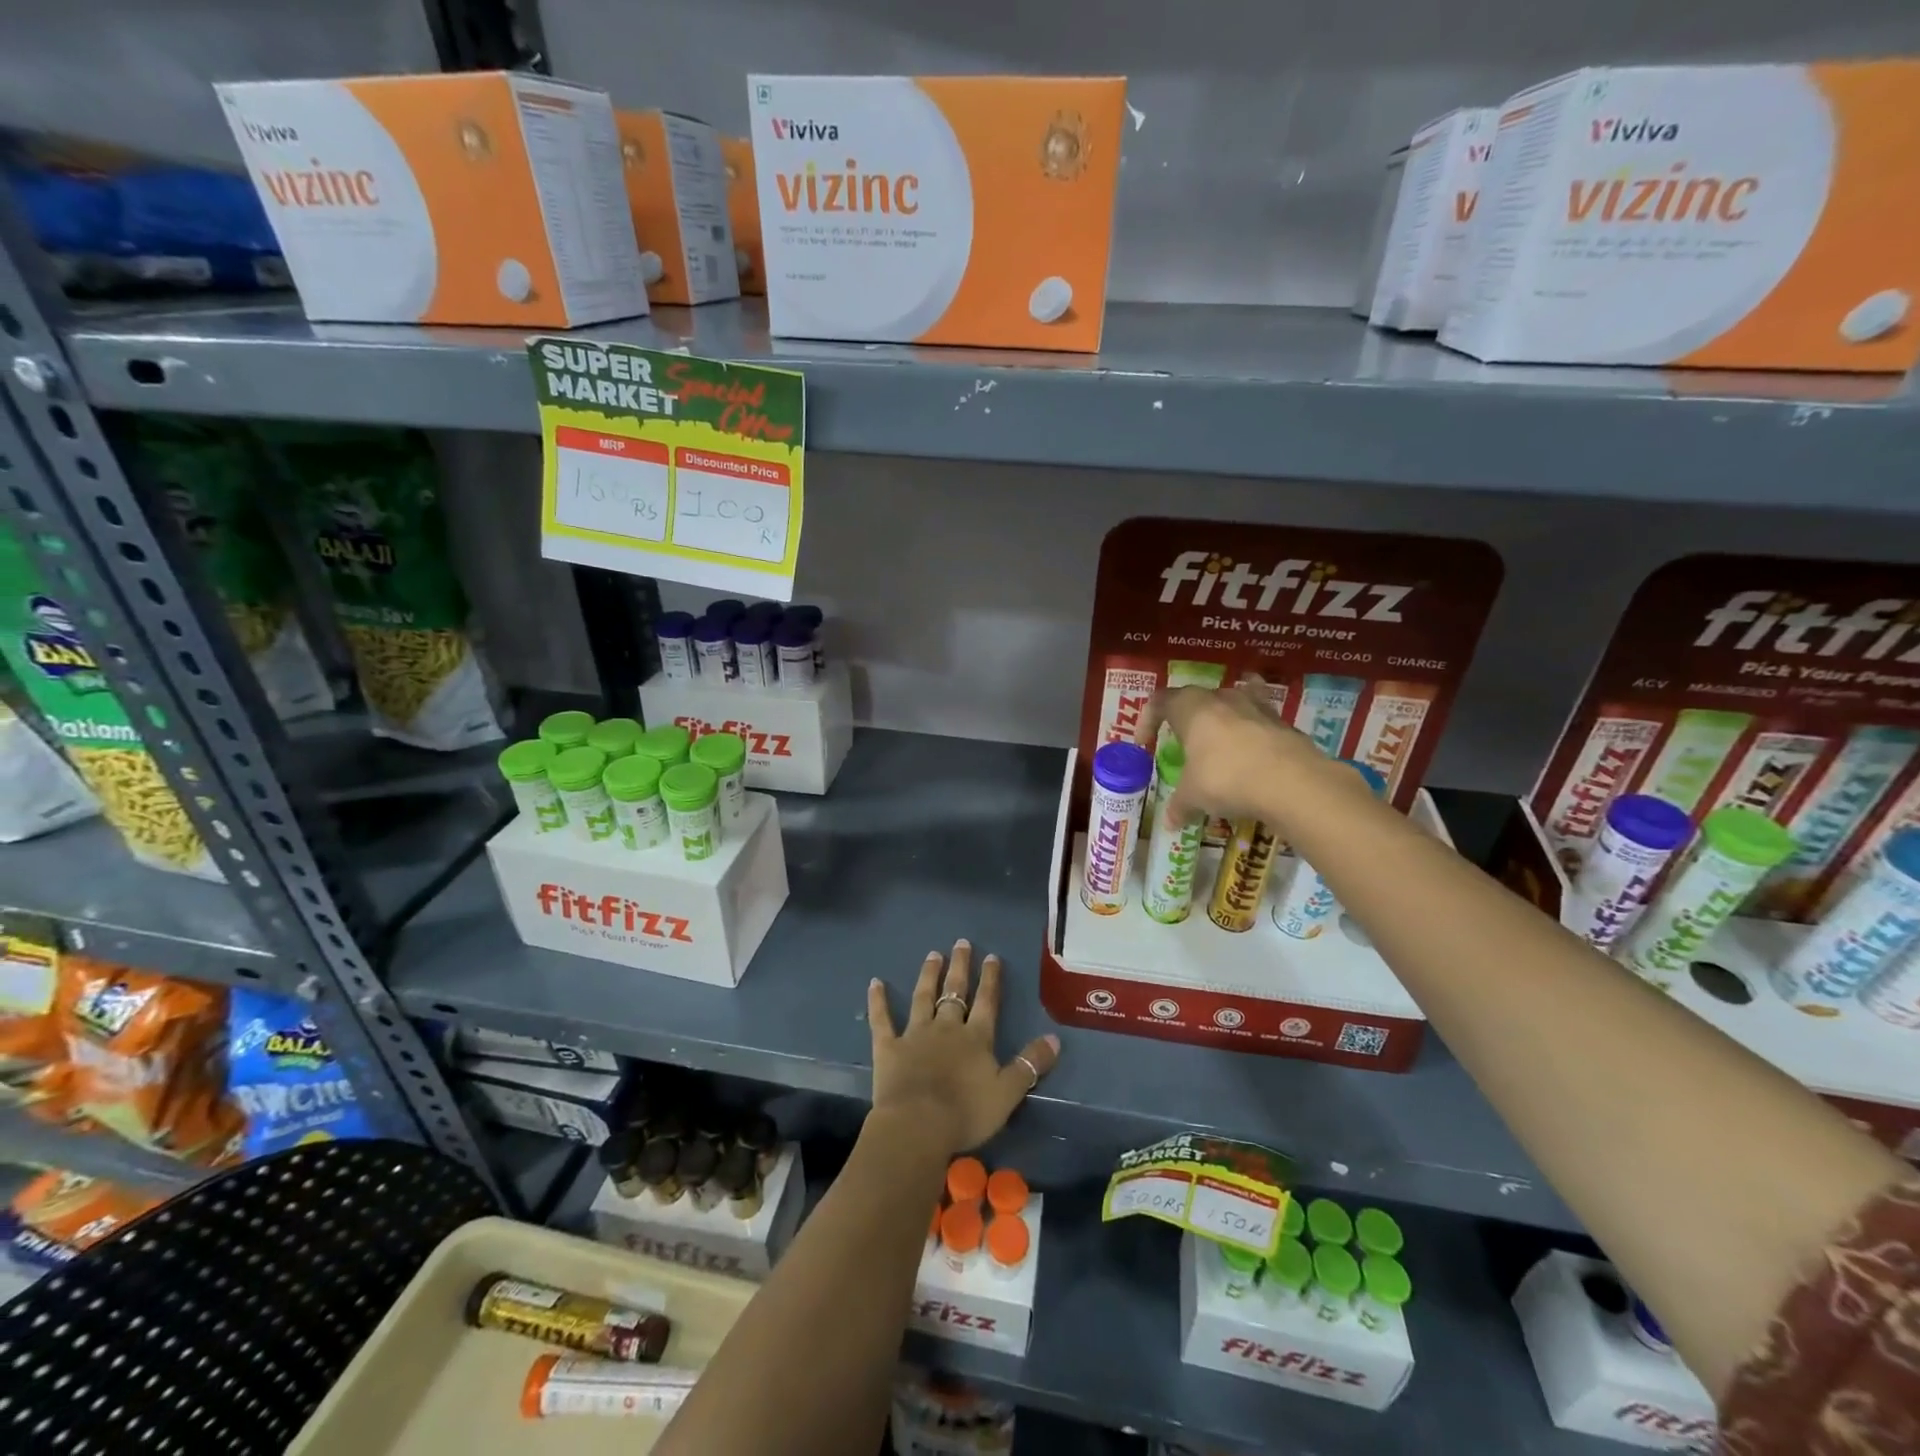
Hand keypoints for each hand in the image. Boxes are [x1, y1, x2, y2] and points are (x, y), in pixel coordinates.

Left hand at [866, 940, 1059, 1155]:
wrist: (917, 1126)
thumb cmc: (966, 1113)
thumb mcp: (1008, 1092)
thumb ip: (1030, 1064)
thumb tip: (1055, 1038)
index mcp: (975, 1038)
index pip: (986, 1002)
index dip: (990, 979)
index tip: (991, 957)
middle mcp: (946, 1028)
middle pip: (955, 992)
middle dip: (960, 967)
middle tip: (961, 943)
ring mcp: (915, 1034)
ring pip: (923, 997)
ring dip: (928, 975)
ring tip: (932, 955)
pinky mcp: (888, 1047)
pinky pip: (882, 1020)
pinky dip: (878, 1001)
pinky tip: (875, 982)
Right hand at [1141, 676, 1316, 824]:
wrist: (1291, 781)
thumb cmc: (1226, 778)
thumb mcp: (1194, 796)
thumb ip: (1180, 804)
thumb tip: (1170, 822)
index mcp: (1191, 708)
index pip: (1160, 701)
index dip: (1148, 720)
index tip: (1146, 744)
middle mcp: (1222, 698)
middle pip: (1197, 698)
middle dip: (1187, 719)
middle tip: (1184, 744)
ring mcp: (1256, 706)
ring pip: (1233, 702)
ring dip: (1224, 719)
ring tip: (1221, 743)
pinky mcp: (1283, 722)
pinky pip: (1260, 721)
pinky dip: (1253, 734)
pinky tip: (1253, 756)